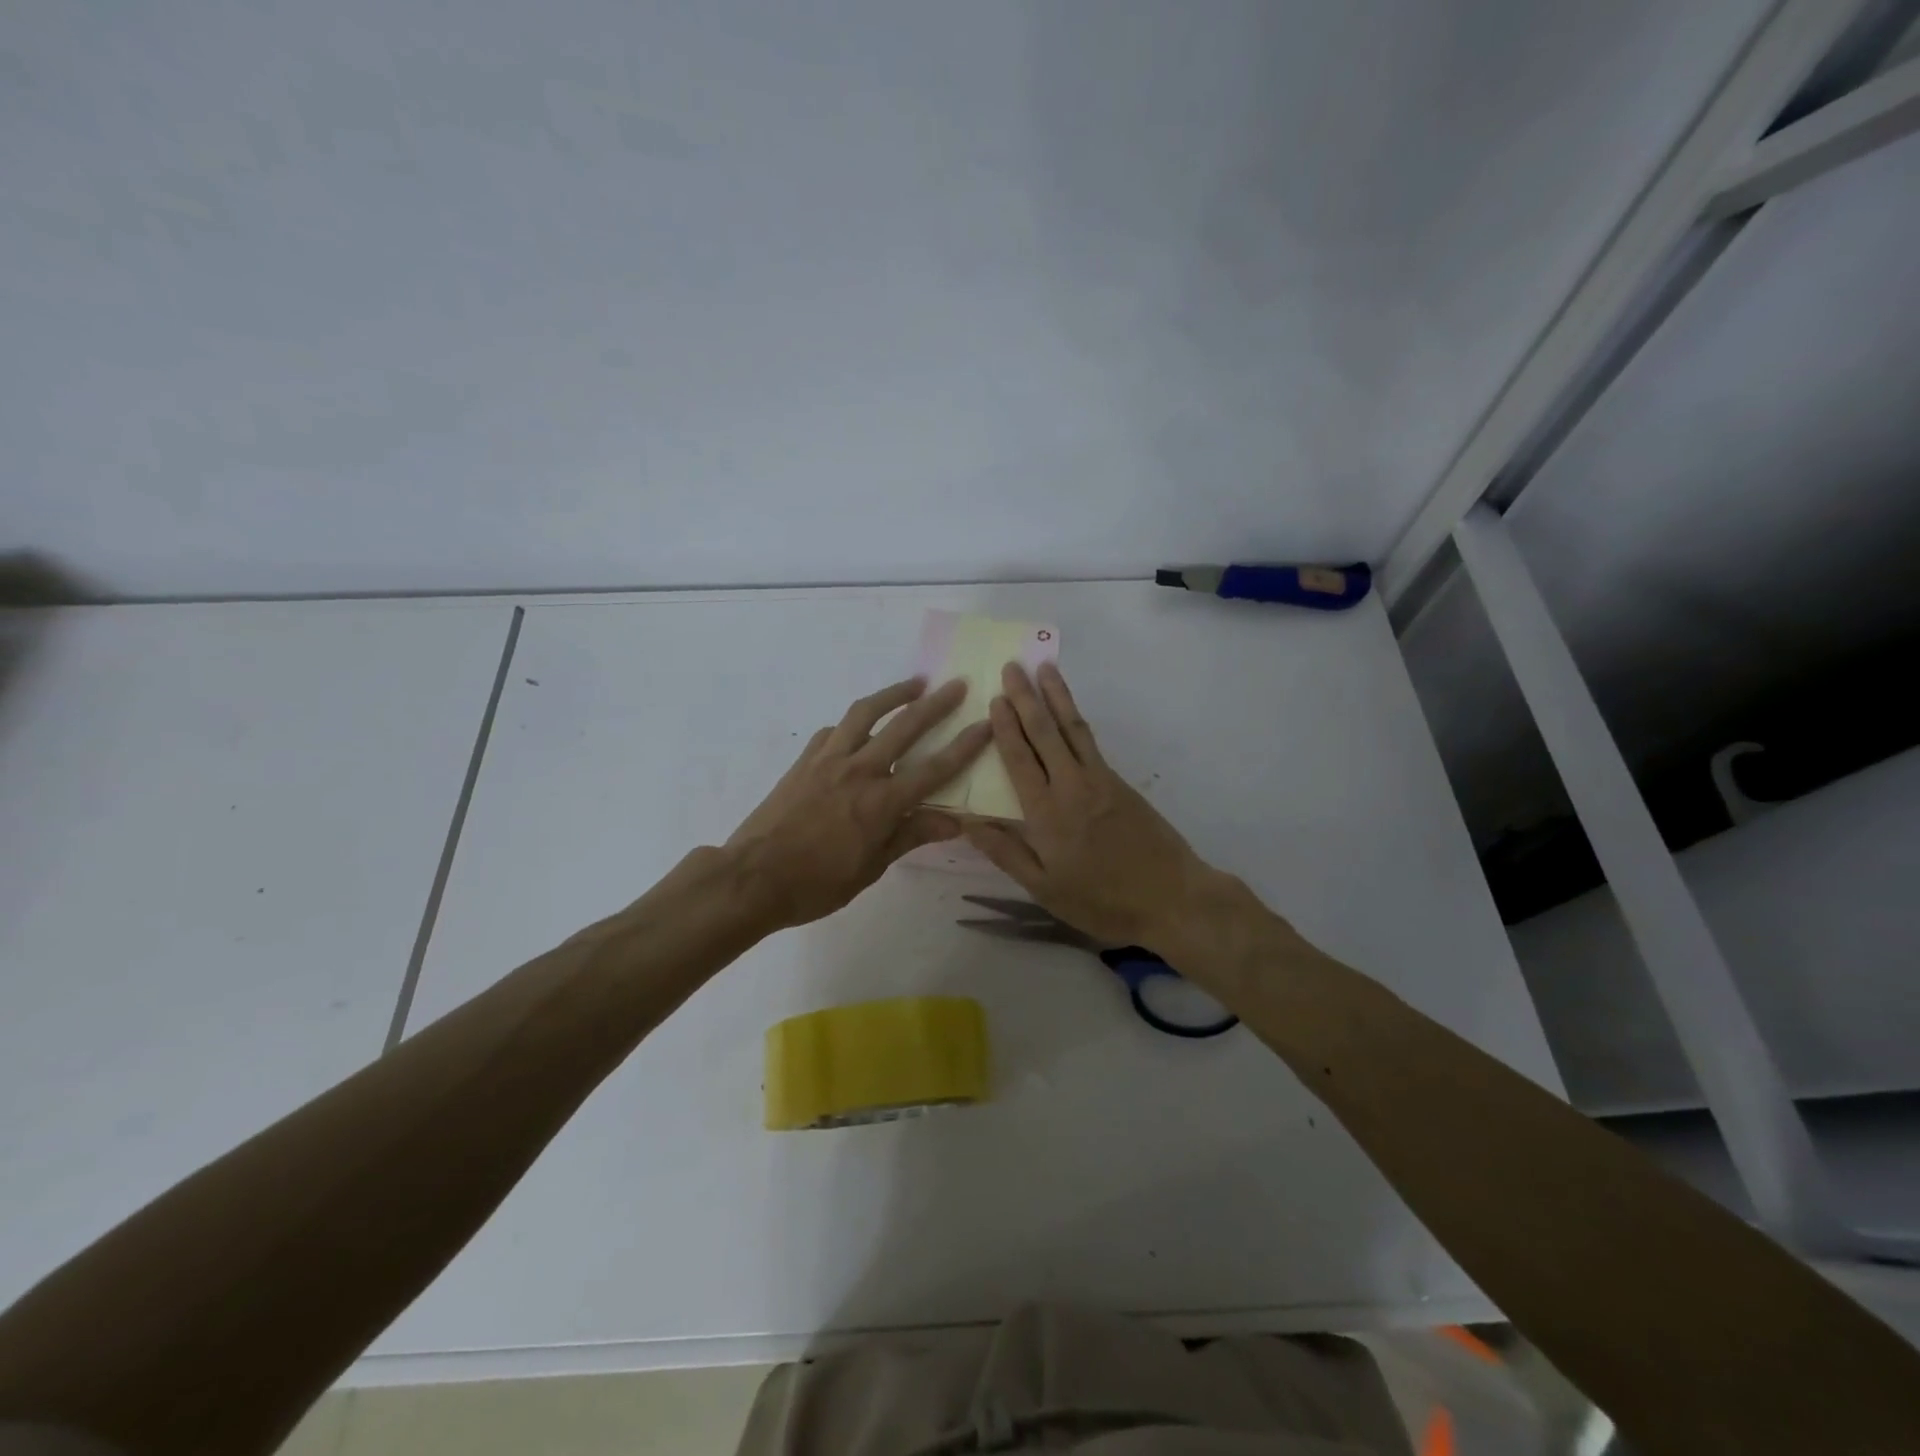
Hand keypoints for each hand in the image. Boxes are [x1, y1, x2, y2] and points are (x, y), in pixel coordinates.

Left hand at [724, 677, 990, 930]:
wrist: (753, 878)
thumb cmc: (817, 883)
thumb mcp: (872, 868)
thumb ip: (911, 836)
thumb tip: (955, 823)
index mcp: (882, 802)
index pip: (935, 768)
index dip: (965, 746)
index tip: (987, 723)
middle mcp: (859, 770)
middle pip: (905, 727)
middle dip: (936, 704)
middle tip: (956, 685)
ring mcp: (828, 760)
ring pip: (865, 714)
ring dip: (892, 694)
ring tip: (913, 685)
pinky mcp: (804, 761)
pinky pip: (833, 732)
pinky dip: (851, 725)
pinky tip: (856, 729)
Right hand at [964, 662, 1215, 950]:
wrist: (1171, 898)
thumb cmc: (1101, 900)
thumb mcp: (1044, 888)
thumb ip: (1006, 852)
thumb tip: (968, 821)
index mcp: (1046, 813)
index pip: (1019, 759)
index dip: (1005, 727)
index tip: (995, 697)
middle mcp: (1071, 786)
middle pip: (1045, 732)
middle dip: (1026, 697)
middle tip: (1013, 666)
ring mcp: (1100, 780)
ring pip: (1072, 729)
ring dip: (1056, 696)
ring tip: (1045, 668)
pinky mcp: (1120, 783)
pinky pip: (1091, 742)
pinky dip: (1076, 719)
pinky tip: (1070, 712)